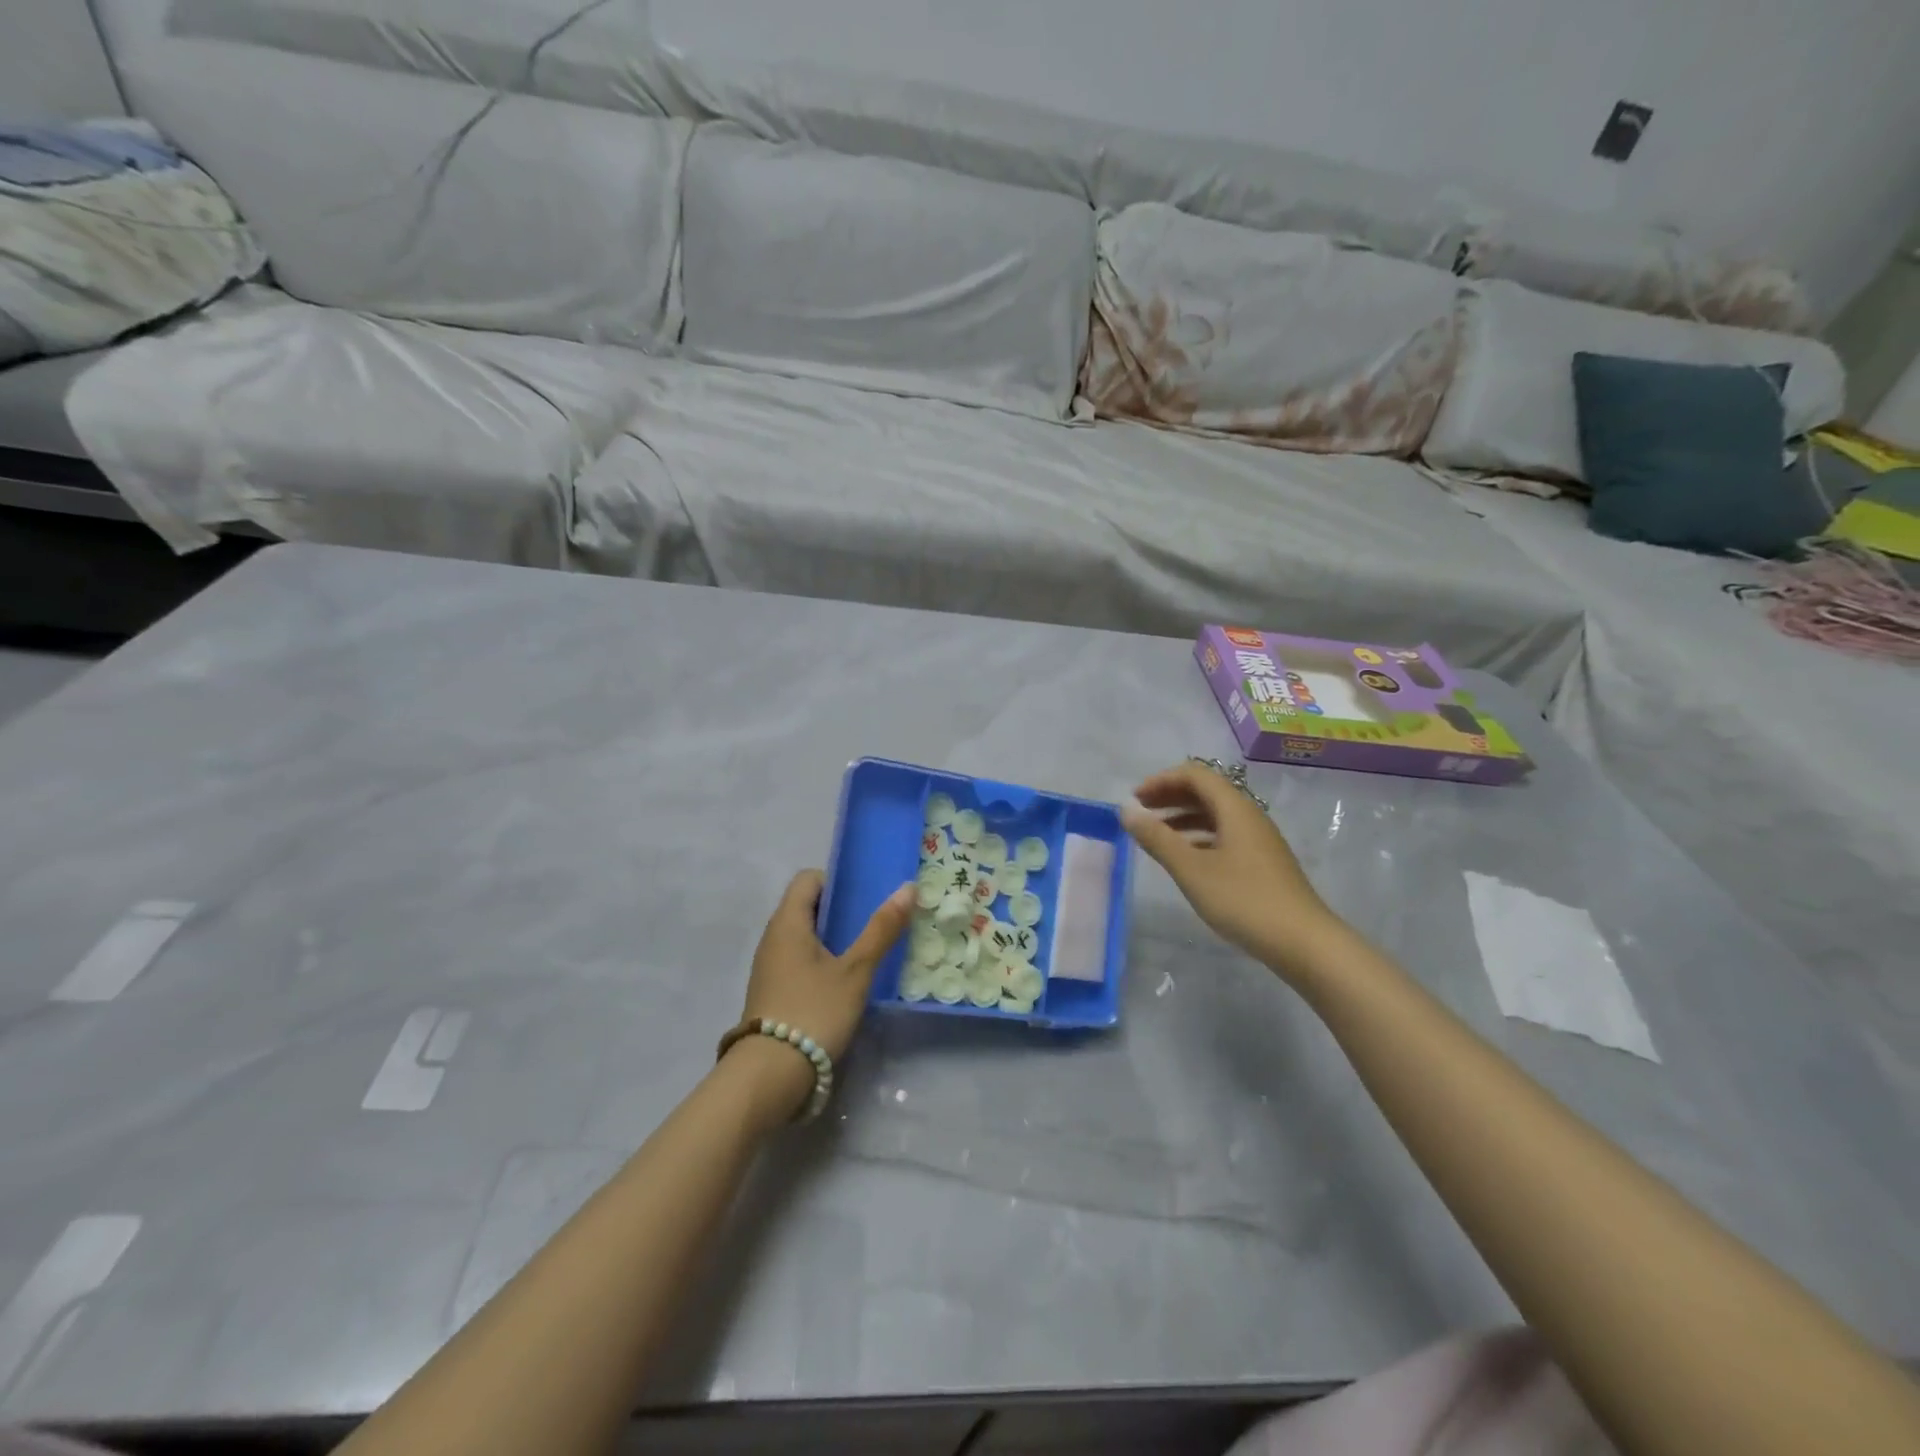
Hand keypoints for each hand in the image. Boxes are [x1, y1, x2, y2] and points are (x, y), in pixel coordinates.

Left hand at [730, 871, 915, 1116]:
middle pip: (807, 907)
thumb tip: (907, 887)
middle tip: (876, 924)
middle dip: (841, 912)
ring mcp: (769, 968)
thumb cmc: (814, 1011)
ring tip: (867, 953)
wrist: (769, 1075)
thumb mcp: (856, 971)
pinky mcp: (772, 993)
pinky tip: (845, 983)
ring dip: (833, 939)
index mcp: (787, 922)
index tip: (866, 897)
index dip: (837, 880)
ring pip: (804, 937)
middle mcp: (773, 938)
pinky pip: (799, 962)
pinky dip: (822, 963)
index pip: (808, 879)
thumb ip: (881, 929)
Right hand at [1120, 762, 1343, 978]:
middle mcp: (1249, 816)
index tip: (1135, 799)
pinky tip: (1185, 859)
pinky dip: (1198, 837)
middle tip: (1140, 813)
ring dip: (1182, 817)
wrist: (1303, 942)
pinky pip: (1224, 835)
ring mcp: (1258, 840)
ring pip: (1215, 815)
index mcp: (1235, 808)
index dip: (1161, 780)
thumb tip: (1126, 811)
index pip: (1195, 775)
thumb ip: (1157, 838)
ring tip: (1156, 836)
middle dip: (1170, 796)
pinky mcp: (1262, 863)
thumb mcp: (1191, 869)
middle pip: (1206, 791)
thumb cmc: (1243, 900)